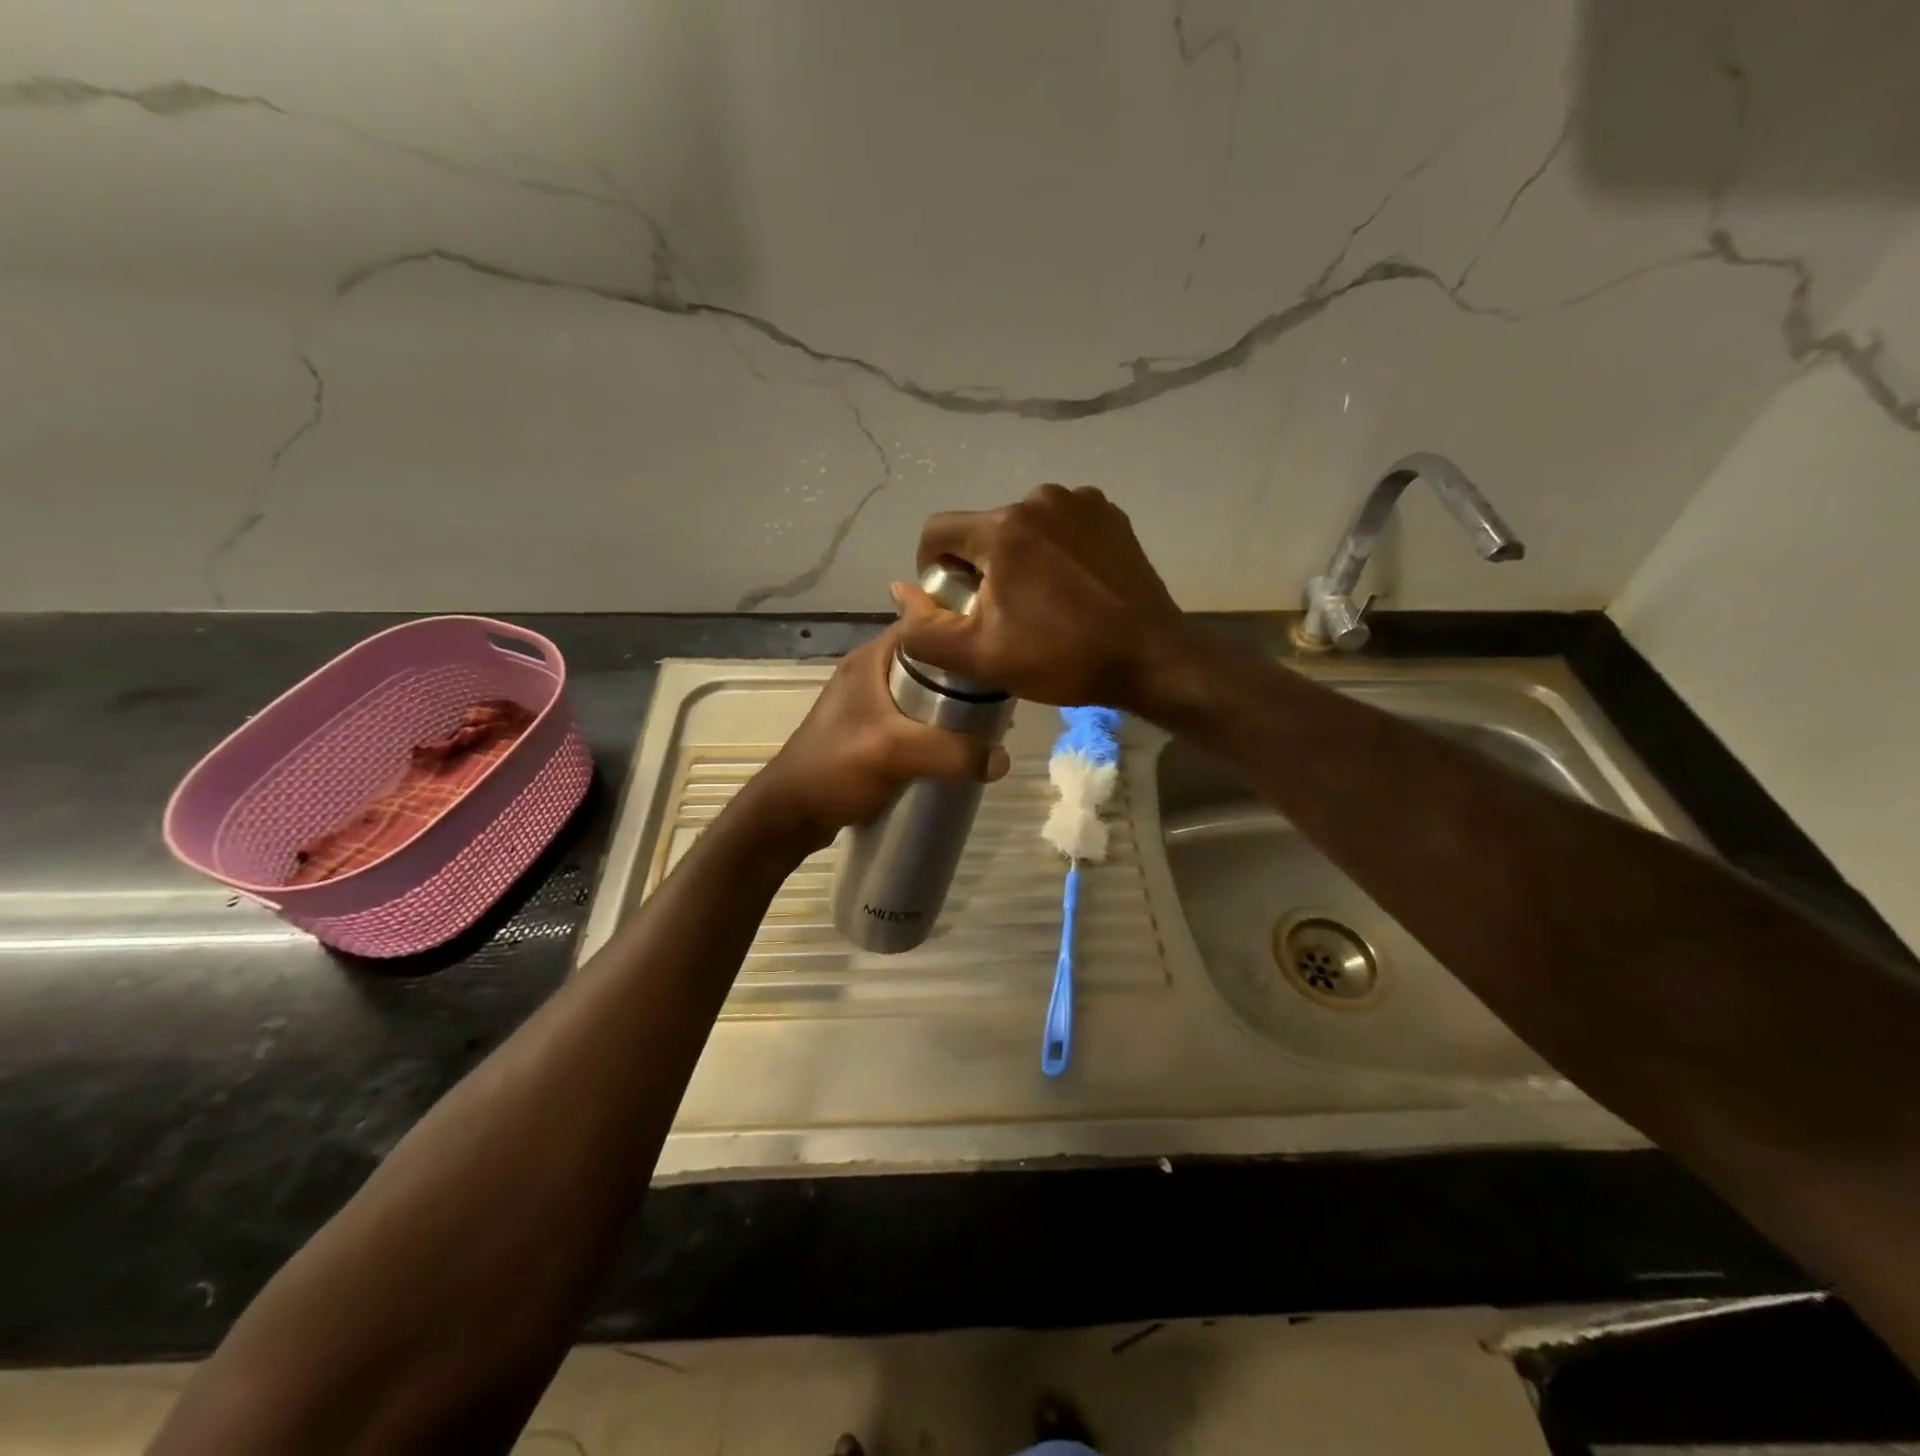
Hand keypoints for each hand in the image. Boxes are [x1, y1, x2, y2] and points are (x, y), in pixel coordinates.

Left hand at [744, 624, 1010, 854]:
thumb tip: (1004, 759)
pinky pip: (913, 722)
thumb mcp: (896, 753)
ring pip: (923, 695)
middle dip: (964, 677)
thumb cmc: (835, 768)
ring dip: (951, 707)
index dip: (962, 631)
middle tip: (1001, 695)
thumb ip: (952, 753)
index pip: (925, 626)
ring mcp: (867, 705)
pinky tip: (956, 749)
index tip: (1000, 648)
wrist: (788, 815)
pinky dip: (935, 730)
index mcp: (871, 659)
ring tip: (987, 724)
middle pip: (930, 663)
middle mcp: (870, 674)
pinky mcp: (869, 734)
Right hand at [894, 484, 1190, 711]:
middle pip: (982, 530)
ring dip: (1018, 557)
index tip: (955, 605)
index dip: (933, 569)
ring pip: (1022, 526)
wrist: (1152, 658)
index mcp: (1003, 528)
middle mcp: (1039, 498)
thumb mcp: (981, 658)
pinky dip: (1054, 549)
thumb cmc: (1063, 658)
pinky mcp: (1110, 514)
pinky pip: (1060, 525)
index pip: (937, 531)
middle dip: (980, 568)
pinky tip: (1072, 586)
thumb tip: (900, 592)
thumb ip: (926, 630)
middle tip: (1002, 615)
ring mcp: (1081, 501)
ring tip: (1040, 601)